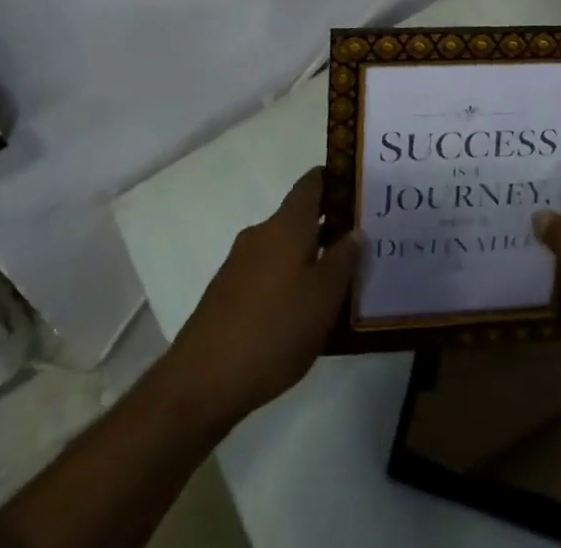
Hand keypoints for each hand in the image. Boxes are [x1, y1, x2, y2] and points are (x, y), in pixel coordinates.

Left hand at [160, 167, 360, 432]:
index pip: (311, 183)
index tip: (358, 189)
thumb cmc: (274, 330)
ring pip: (282, 249)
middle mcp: (261, 234)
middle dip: (327, 227)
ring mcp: (239, 264)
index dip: (334, 179)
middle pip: (298, 218)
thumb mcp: (323, 297)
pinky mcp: (226, 294)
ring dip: (307, 258)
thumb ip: (343, 260)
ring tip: (335, 285)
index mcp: (286, 225)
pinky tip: (300, 314)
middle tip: (358, 246)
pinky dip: (286, 282)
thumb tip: (355, 231)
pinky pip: (266, 274)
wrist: (202, 381)